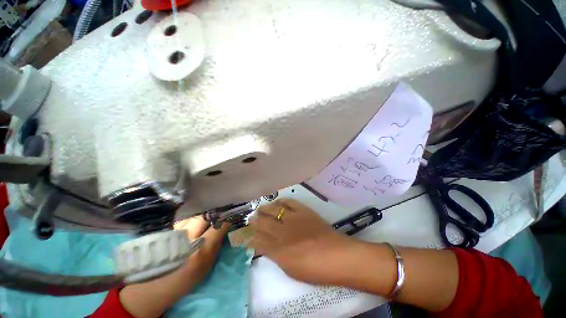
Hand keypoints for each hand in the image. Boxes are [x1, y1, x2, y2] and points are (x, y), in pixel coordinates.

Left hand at [119, 217, 229, 317]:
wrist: (155, 285)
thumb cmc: (185, 278)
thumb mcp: (207, 265)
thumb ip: (217, 244)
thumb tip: (225, 226)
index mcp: (200, 251)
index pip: (218, 226)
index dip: (227, 218)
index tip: (231, 214)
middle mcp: (187, 239)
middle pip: (205, 216)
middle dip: (215, 212)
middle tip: (220, 211)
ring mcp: (175, 234)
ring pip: (193, 214)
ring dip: (202, 213)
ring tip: (207, 213)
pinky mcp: (167, 231)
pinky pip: (183, 218)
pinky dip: (191, 215)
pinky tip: (195, 216)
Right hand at [248, 198, 354, 285]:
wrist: (337, 256)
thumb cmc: (314, 269)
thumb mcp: (290, 268)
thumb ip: (276, 255)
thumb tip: (266, 246)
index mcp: (278, 250)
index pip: (257, 240)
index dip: (248, 235)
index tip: (244, 233)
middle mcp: (282, 232)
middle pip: (262, 222)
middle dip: (253, 220)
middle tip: (251, 218)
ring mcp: (293, 219)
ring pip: (273, 210)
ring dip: (264, 209)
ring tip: (261, 209)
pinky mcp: (303, 211)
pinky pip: (289, 202)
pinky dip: (281, 201)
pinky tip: (277, 202)